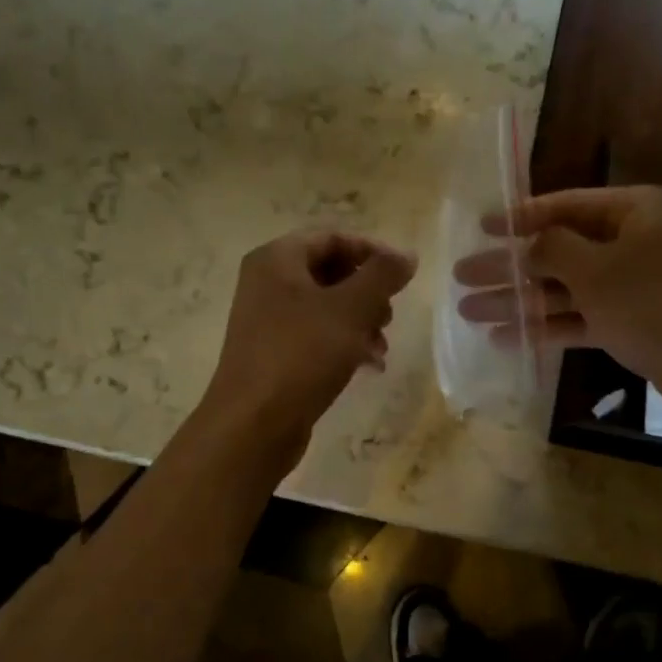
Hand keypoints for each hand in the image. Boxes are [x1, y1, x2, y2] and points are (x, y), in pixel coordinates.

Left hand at [201, 229, 416, 462]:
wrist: (254, 424)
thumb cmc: (302, 354)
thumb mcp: (351, 309)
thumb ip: (382, 275)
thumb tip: (407, 255)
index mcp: (277, 259)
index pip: (333, 237)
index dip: (372, 251)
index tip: (403, 276)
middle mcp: (267, 283)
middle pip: (330, 272)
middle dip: (368, 293)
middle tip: (389, 316)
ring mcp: (267, 320)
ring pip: (327, 307)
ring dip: (361, 322)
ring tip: (381, 347)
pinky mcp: (274, 353)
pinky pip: (316, 335)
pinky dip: (344, 344)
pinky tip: (369, 366)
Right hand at [452, 186, 661, 436]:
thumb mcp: (599, 271)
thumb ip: (554, 249)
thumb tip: (529, 242)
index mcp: (640, 210)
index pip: (568, 205)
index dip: (520, 217)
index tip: (481, 228)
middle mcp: (641, 241)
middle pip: (563, 250)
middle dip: (512, 267)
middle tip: (462, 277)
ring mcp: (642, 286)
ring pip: (571, 288)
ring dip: (523, 301)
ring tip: (471, 313)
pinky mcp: (641, 324)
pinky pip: (588, 318)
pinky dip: (552, 327)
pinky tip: (508, 340)